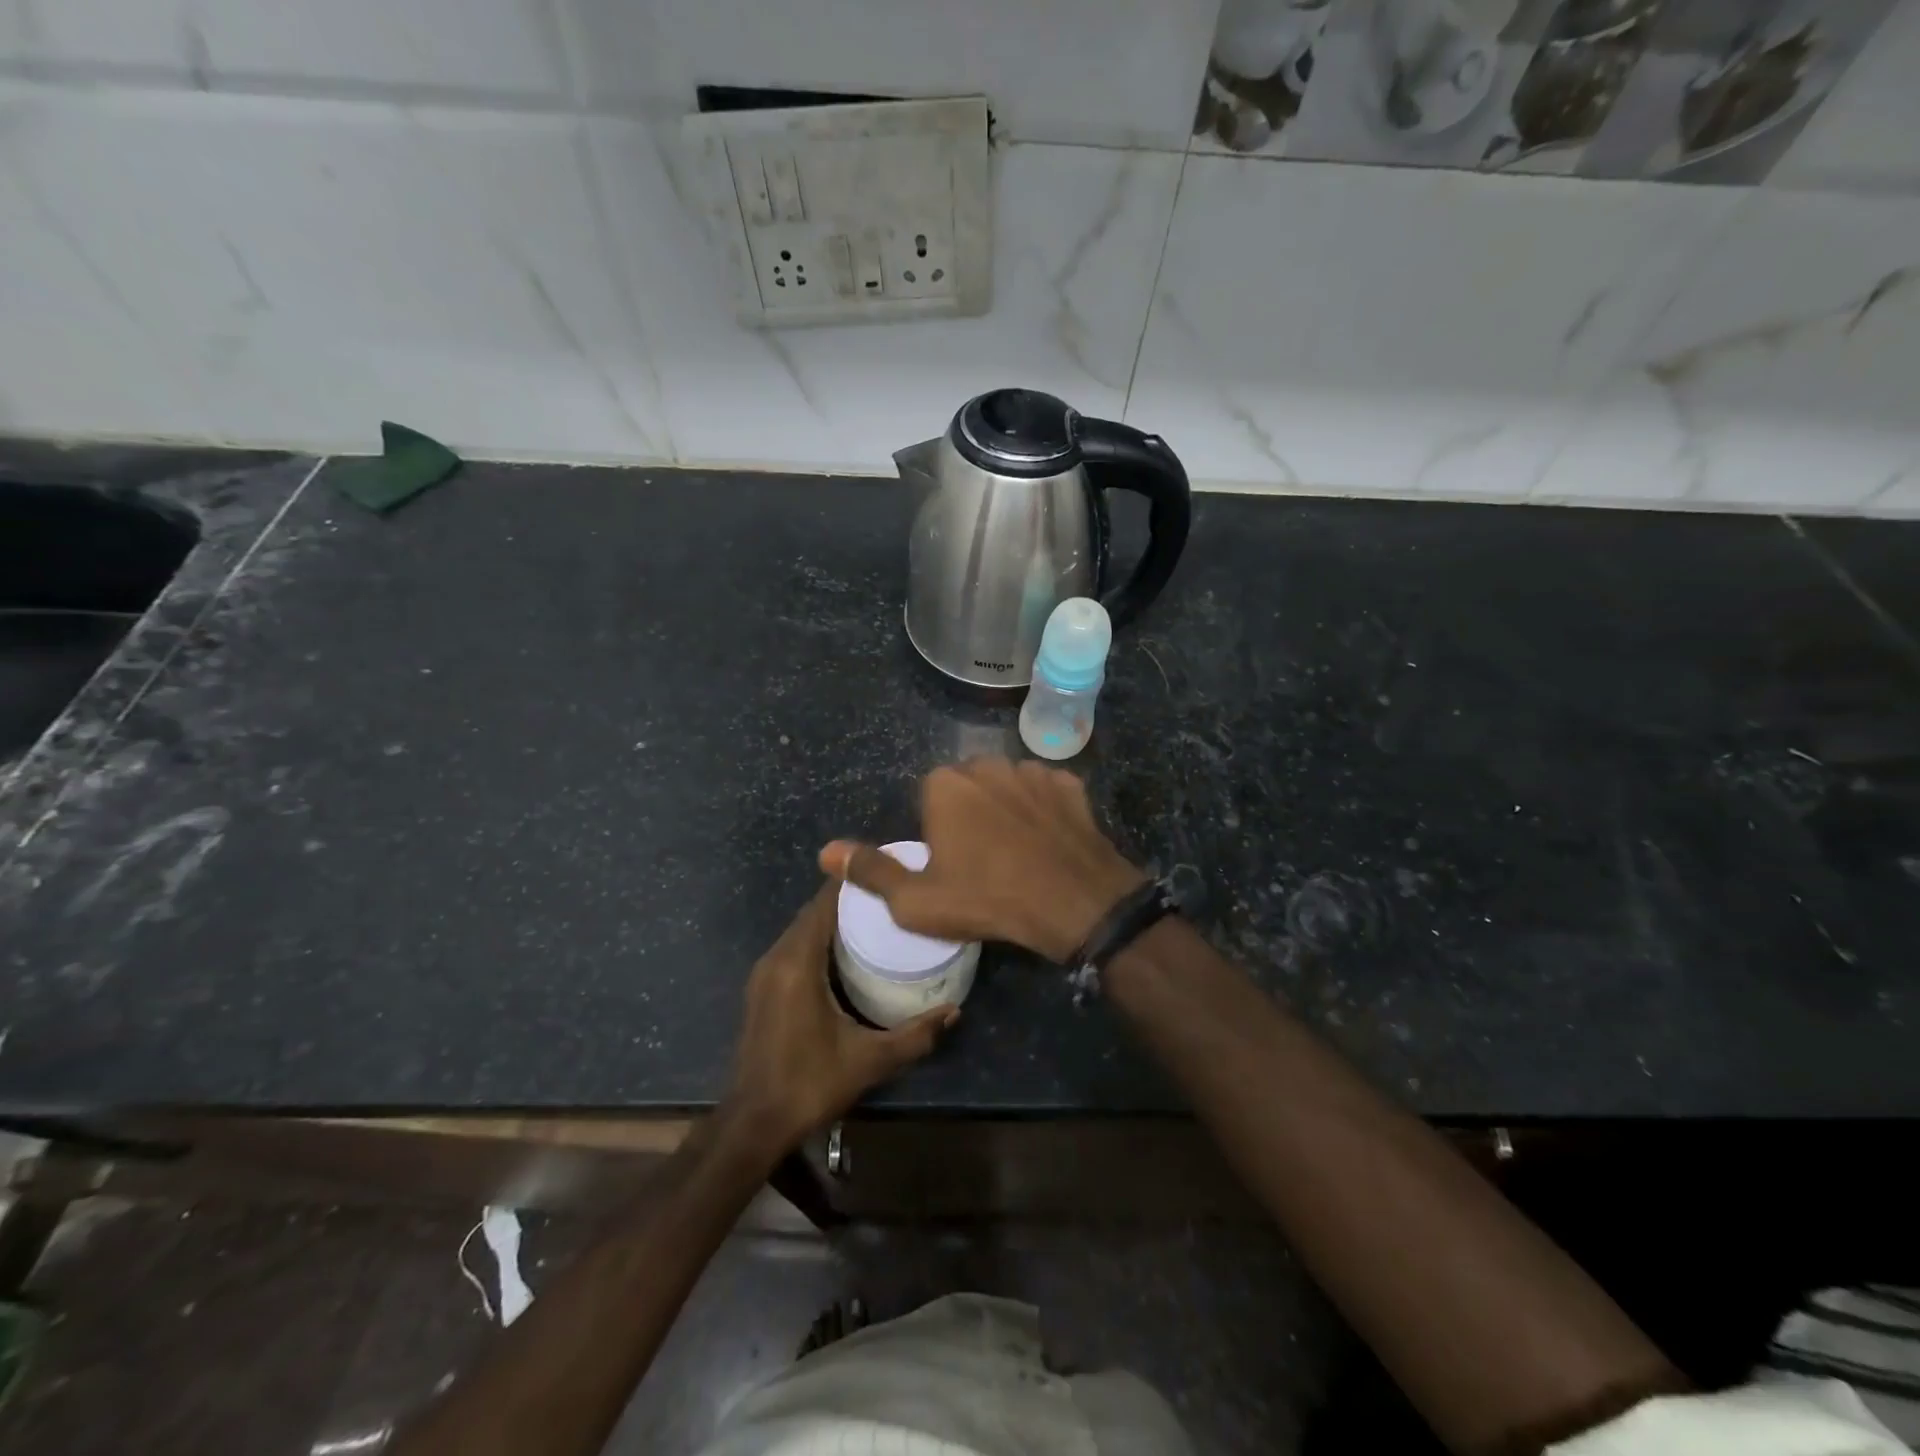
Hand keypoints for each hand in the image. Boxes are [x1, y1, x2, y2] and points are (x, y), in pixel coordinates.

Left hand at [725, 881, 957, 1154]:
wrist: (752, 1123)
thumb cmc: (809, 1084)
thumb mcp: (869, 1060)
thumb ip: (914, 1035)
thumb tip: (955, 1011)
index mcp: (798, 963)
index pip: (823, 904)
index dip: (851, 882)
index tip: (884, 870)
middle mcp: (776, 958)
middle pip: (813, 913)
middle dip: (847, 901)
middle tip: (888, 896)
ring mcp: (764, 974)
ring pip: (801, 930)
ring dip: (831, 920)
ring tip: (874, 919)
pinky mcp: (761, 989)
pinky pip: (793, 948)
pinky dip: (817, 940)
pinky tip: (845, 953)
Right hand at [820, 758, 1143, 962]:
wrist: (1074, 903)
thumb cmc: (987, 899)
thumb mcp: (917, 901)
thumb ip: (871, 871)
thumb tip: (826, 852)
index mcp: (945, 784)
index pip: (929, 797)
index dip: (937, 831)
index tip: (951, 863)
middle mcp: (987, 764)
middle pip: (968, 786)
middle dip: (970, 814)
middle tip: (983, 860)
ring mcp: (1032, 770)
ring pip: (1007, 786)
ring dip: (1006, 808)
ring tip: (1017, 852)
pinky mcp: (1069, 784)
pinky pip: (1045, 792)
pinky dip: (1043, 810)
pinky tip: (1047, 841)